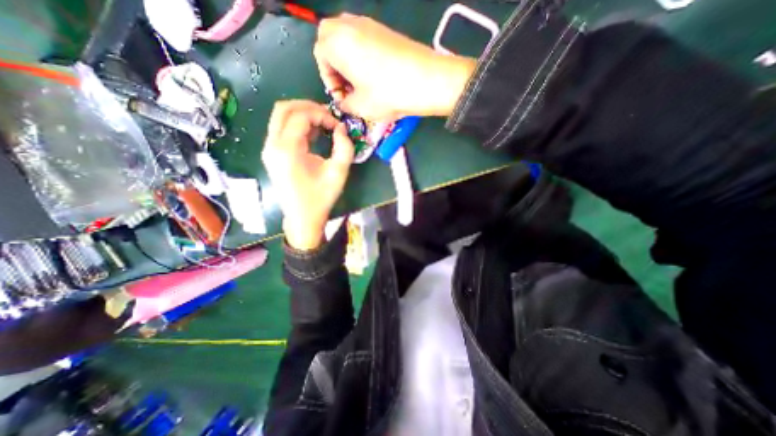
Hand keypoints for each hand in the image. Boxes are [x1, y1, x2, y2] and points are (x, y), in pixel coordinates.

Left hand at [265, 99, 353, 248]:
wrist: (302, 218)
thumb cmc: (321, 198)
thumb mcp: (338, 173)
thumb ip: (344, 147)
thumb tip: (341, 129)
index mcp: (287, 150)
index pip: (301, 116)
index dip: (322, 115)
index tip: (337, 127)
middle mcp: (272, 145)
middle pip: (283, 108)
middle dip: (308, 107)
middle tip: (328, 116)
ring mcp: (269, 149)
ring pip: (280, 116)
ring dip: (302, 115)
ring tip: (323, 124)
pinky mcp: (271, 154)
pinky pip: (281, 129)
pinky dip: (297, 125)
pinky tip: (313, 134)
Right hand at [311, 16, 475, 119]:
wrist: (427, 80)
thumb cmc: (388, 94)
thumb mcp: (361, 107)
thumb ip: (346, 104)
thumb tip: (344, 102)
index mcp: (337, 43)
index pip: (320, 56)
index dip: (329, 80)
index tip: (342, 96)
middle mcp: (349, 25)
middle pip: (329, 40)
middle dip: (334, 64)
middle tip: (347, 86)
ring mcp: (368, 24)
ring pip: (346, 37)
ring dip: (347, 58)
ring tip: (360, 82)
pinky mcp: (384, 29)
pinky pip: (362, 37)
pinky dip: (361, 53)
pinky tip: (374, 73)